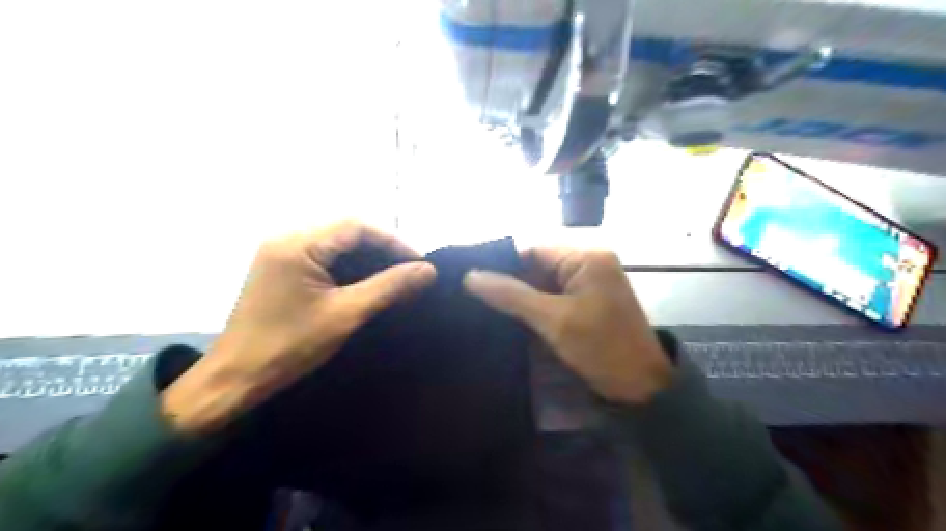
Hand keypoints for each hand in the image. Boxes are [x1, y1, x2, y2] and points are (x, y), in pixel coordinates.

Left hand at [163, 223, 439, 432]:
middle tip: (411, 269)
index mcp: (297, 244)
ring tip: (396, 273)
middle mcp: (286, 238)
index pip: (356, 226)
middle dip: (382, 247)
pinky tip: (366, 280)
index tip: (420, 263)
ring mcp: (280, 252)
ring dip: (367, 255)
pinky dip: (349, 265)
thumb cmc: (289, 346)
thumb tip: (427, 271)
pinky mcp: (281, 268)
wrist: (235, 379)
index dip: (393, 240)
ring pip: (336, 242)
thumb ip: (388, 288)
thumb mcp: (346, 314)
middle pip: (346, 230)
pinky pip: (323, 256)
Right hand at [464, 249, 671, 406]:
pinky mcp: (586, 303)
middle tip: (472, 294)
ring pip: (542, 283)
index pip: (533, 250)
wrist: (642, 387)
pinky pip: (552, 297)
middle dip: (509, 281)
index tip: (471, 278)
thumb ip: (511, 295)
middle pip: (537, 265)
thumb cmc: (601, 347)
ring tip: (482, 304)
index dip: (502, 263)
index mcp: (586, 257)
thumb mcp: (553, 319)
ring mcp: (587, 284)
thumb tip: (470, 277)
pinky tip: (508, 316)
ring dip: (519, 295)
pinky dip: (533, 307)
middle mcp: (587, 263)